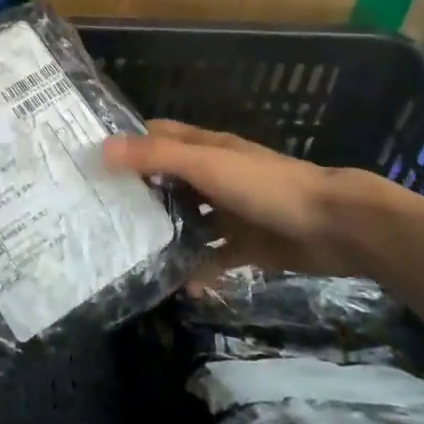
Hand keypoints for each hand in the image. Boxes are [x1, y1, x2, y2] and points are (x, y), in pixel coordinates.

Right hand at [103, 120, 417, 281]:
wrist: (334, 226)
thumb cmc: (266, 186)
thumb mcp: (207, 165)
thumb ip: (157, 156)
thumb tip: (102, 150)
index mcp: (204, 147)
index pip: (155, 136)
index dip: (125, 144)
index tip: (89, 163)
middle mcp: (213, 174)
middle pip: (167, 179)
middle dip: (137, 195)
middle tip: (99, 217)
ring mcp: (229, 210)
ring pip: (187, 220)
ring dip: (164, 234)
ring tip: (128, 255)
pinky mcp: (246, 243)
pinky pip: (213, 256)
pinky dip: (198, 269)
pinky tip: (180, 287)